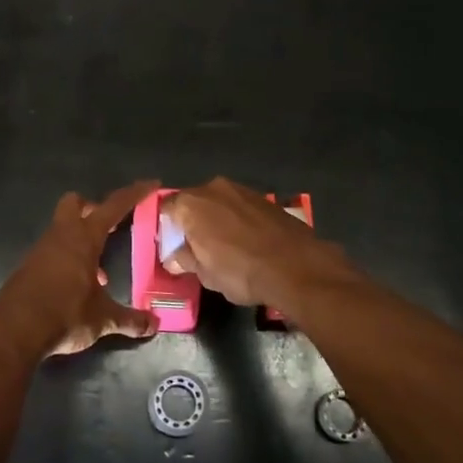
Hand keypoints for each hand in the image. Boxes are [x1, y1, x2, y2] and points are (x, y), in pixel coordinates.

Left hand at [0, 183, 160, 362]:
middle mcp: (61, 236)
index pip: (113, 206)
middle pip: (74, 203)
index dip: (134, 194)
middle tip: (110, 225)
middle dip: (92, 207)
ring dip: (80, 239)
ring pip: (62, 229)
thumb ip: (129, 319)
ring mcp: (40, 250)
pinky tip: (77, 286)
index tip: (151, 184)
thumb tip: (154, 325)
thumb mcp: (103, 319)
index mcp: (83, 238)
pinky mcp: (27, 267)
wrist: (14, 333)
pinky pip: (51, 252)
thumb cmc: (65, 315)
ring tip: (99, 270)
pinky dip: (67, 259)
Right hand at [162, 177, 348, 307]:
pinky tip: (246, 241)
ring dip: (216, 219)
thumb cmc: (241, 271)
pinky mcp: (264, 197)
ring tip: (224, 246)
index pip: (166, 209)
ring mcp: (241, 189)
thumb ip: (185, 260)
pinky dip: (237, 219)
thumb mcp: (206, 274)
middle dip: (191, 222)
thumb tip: (173, 257)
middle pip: (192, 202)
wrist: (296, 266)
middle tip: (197, 248)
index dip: (167, 229)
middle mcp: (213, 188)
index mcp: (190, 204)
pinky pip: (239, 206)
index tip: (173, 248)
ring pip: (218, 202)